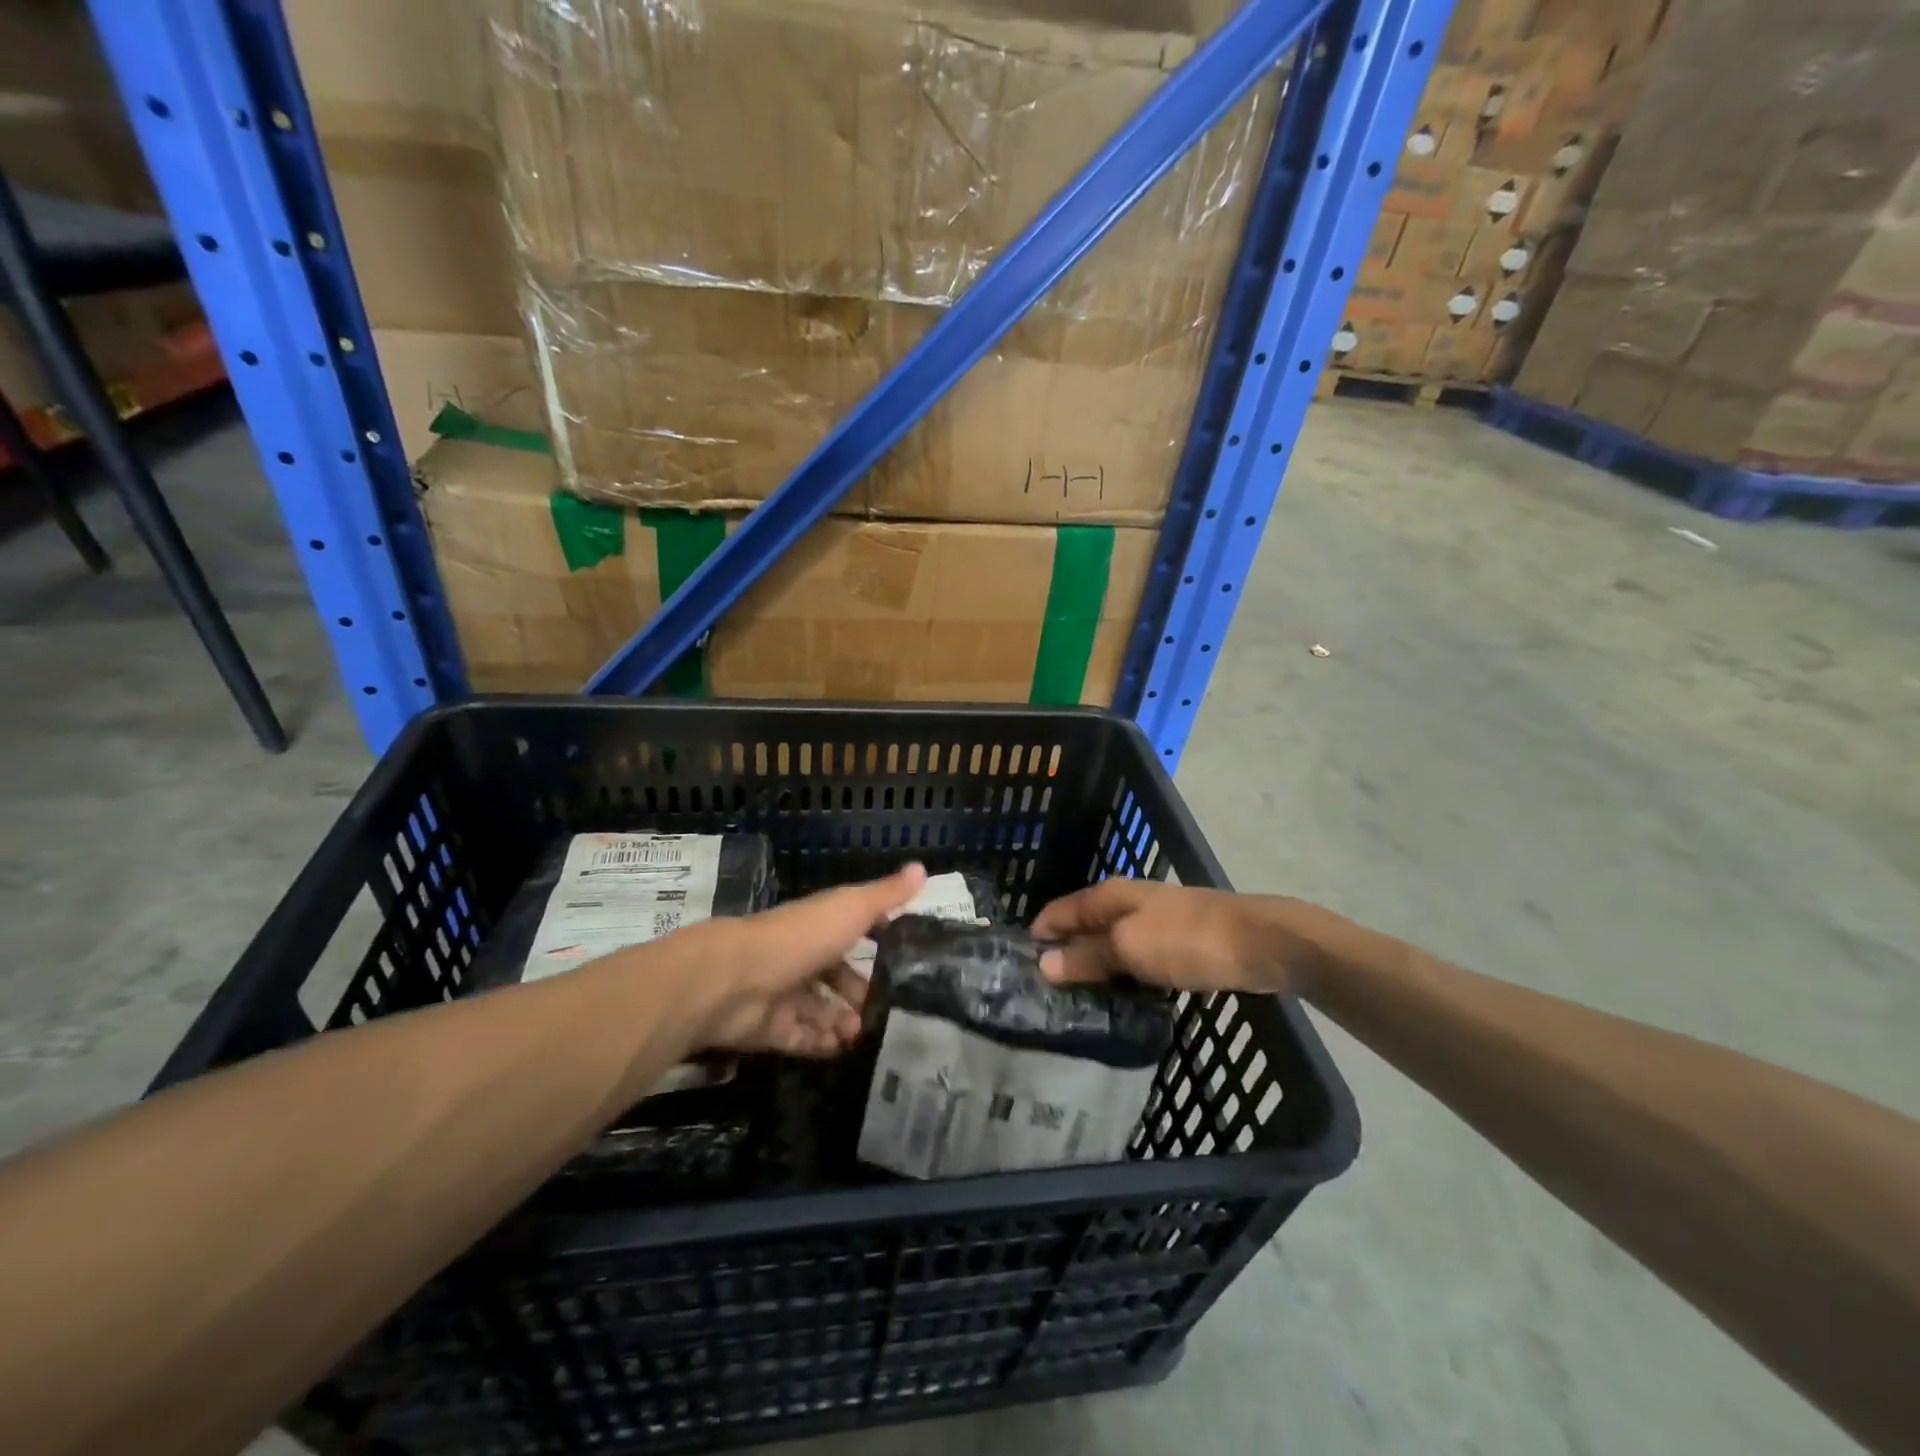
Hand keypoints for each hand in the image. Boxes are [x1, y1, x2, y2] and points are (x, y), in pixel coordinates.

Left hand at [692, 862, 927, 1055]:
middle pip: (837, 975)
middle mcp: (803, 956)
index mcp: (822, 925)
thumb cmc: (801, 937)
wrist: (735, 979)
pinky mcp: (771, 1028)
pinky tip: (843, 1050)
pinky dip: (821, 1043)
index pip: (854, 929)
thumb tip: (923, 867)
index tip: (905, 959)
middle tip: (886, 1011)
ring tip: (865, 1034)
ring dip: (844, 1021)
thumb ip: (887, 895)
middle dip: (861, 992)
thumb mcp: (852, 909)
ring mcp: (785, 993)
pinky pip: (801, 1037)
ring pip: (821, 1009)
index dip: (878, 940)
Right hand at [1031, 880, 1310, 995]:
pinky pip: (1135, 956)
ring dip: (1094, 966)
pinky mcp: (1175, 941)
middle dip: (1063, 953)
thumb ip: (1087, 956)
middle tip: (1044, 993)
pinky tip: (1119, 996)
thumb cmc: (1186, 940)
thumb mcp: (1129, 949)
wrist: (1259, 942)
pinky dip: (1122, 973)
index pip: (1059, 911)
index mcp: (1109, 895)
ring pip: (1110, 943)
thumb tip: (1043, 963)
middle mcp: (1126, 901)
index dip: (1039, 936)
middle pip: (1083, 926)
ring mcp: (1153, 920)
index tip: (1019, 969)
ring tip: (1075, 1001)